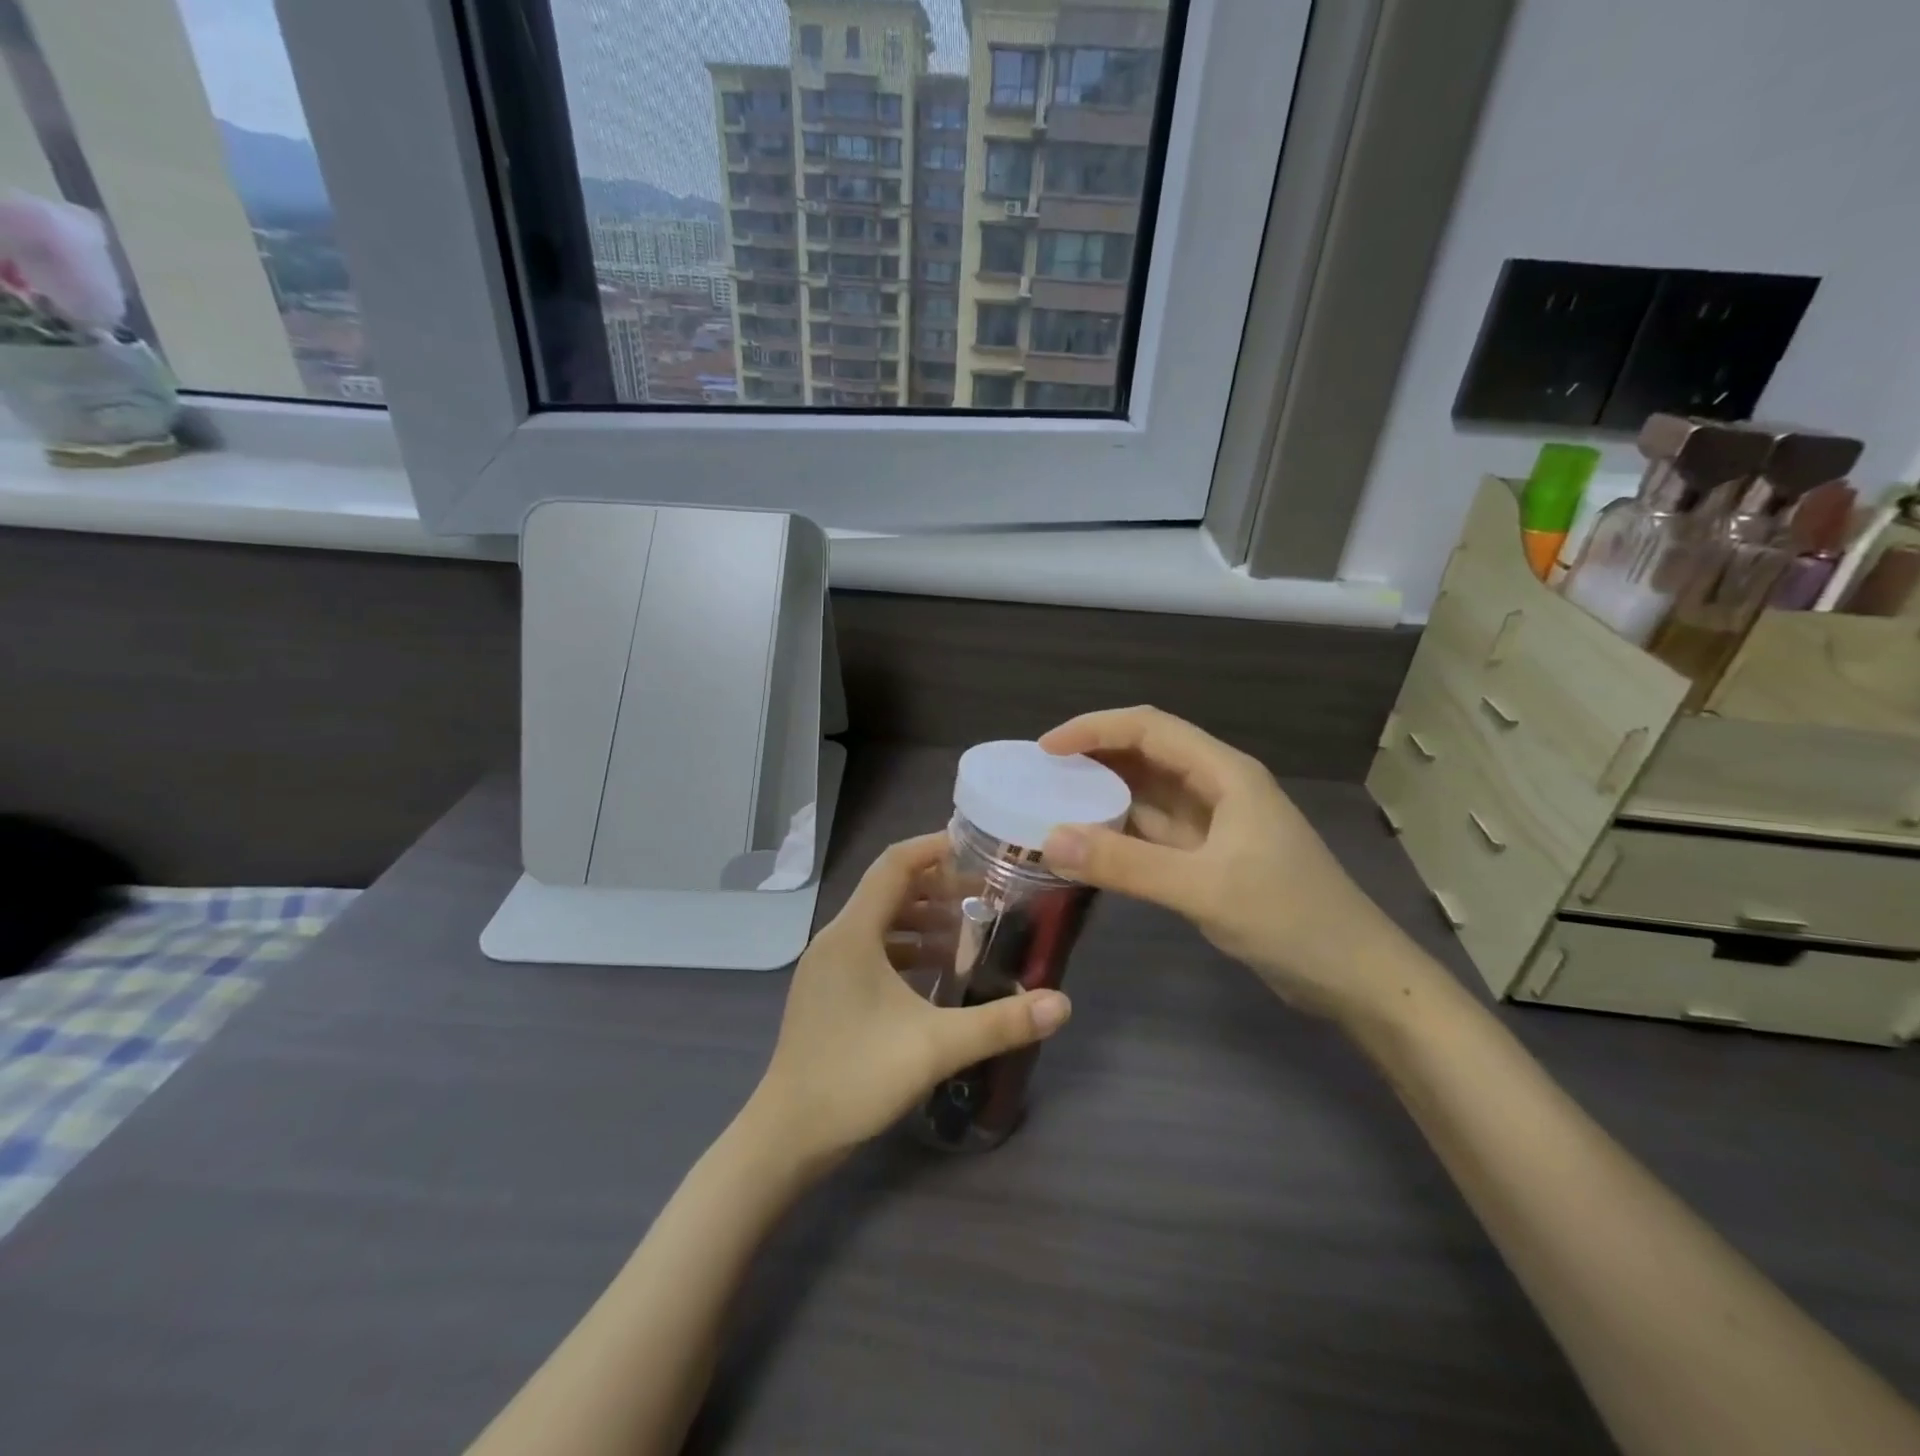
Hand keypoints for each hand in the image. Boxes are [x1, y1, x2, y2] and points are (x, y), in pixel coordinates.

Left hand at [750, 834, 1071, 1168]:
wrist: (788, 1135)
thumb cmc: (856, 1077)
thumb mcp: (935, 1047)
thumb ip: (1000, 1022)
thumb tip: (1061, 1004)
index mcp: (853, 933)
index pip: (894, 865)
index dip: (934, 848)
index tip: (977, 848)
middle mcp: (836, 939)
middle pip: (889, 891)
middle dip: (938, 887)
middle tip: (986, 896)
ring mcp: (827, 967)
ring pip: (880, 923)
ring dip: (923, 921)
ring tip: (969, 933)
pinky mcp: (828, 992)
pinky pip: (871, 951)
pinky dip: (906, 951)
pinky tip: (937, 974)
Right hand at [1038, 706, 1420, 1022]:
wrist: (1355, 977)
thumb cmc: (1290, 919)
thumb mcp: (1203, 888)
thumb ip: (1126, 864)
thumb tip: (1049, 839)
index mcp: (1225, 774)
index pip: (1150, 728)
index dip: (1094, 729)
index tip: (1046, 749)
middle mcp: (1217, 787)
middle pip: (1147, 753)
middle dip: (1094, 756)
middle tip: (1041, 775)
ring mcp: (1215, 823)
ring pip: (1148, 793)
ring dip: (1104, 793)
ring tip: (1053, 802)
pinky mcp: (1210, 856)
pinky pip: (1154, 831)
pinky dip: (1120, 831)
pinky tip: (1089, 843)